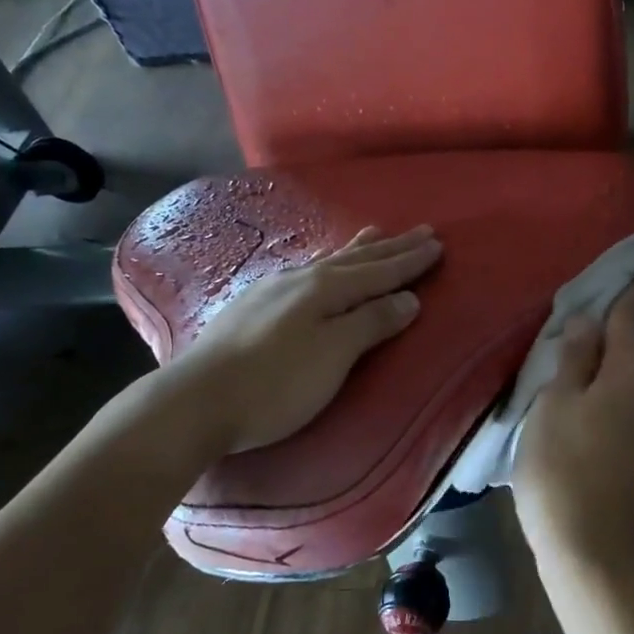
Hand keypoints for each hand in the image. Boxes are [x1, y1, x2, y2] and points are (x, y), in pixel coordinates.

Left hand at [159, 224, 440, 454]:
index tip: (438, 245)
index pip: (379, 272)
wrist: (196, 402)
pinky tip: (318, 269)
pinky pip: (306, 273)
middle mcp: (300, 279)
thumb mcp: (333, 355)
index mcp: (325, 289)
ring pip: (327, 262)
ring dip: (357, 250)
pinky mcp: (252, 307)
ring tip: (374, 234)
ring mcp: (272, 290)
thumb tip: (408, 299)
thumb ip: (371, 323)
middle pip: (356, 260)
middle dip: (391, 248)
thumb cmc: (276, 383)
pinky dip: (327, 265)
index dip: (409, 261)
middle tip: (421, 230)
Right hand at [514, 281, 633, 571]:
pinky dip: (632, 400)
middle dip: (626, 340)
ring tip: (594, 380)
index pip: (632, 320)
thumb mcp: (554, 404)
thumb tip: (587, 319)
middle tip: (590, 341)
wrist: (593, 547)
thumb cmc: (562, 467)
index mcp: (632, 374)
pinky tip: (604, 416)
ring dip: (632, 372)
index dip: (630, 295)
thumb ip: (573, 358)